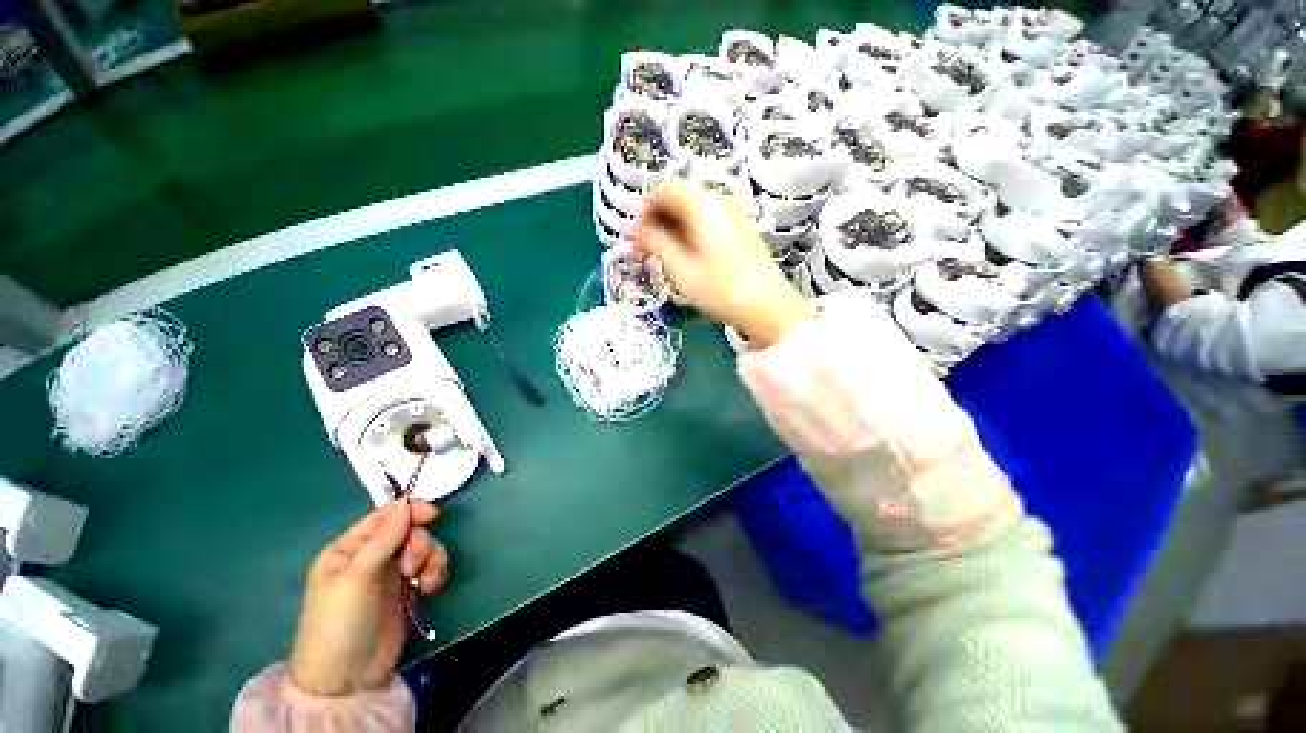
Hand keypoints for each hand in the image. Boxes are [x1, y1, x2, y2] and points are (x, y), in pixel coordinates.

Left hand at [289, 501, 447, 696]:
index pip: (383, 517)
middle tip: (411, 567)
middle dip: (418, 543)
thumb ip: (383, 540)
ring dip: (430, 558)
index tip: (432, 514)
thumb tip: (405, 504)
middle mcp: (371, 557)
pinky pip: (428, 567)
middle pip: (408, 530)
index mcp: (349, 549)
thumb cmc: (340, 622)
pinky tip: (431, 588)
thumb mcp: (356, 578)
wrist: (346, 677)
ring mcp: (390, 574)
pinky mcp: (406, 590)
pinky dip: (435, 572)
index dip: (409, 510)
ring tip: (425, 582)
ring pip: (422, 547)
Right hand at [632, 179, 815, 346]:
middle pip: (678, 200)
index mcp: (704, 205)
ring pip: (692, 213)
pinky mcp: (740, 231)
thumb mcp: (682, 270)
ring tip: (661, 258)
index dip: (644, 211)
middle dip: (656, 222)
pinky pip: (706, 223)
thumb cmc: (722, 290)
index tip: (635, 237)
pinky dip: (689, 235)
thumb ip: (656, 244)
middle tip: (643, 250)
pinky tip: (684, 259)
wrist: (769, 308)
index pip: (664, 190)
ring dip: (671, 230)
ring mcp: (734, 216)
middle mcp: (720, 202)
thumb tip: (641, 231)